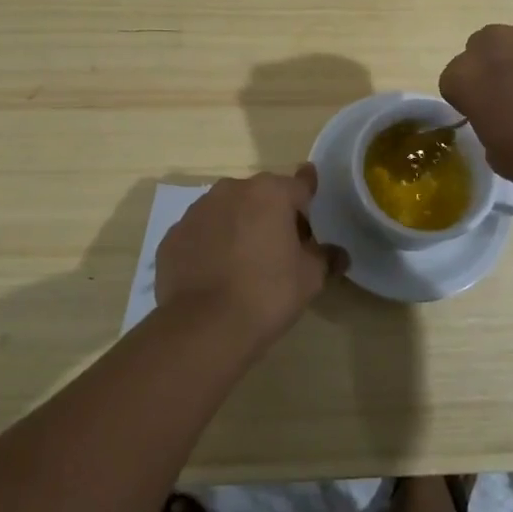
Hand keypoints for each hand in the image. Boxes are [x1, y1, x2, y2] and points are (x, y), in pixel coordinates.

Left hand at [154, 166, 343, 349]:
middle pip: (261, 196)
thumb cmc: (267, 294)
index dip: (309, 200)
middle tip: (282, 249)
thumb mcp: (310, 278)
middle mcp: (231, 190)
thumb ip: (325, 257)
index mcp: (269, 192)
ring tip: (245, 263)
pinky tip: (216, 274)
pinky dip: (211, 245)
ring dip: (239, 226)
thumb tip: (339, 254)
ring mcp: (197, 211)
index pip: (300, 185)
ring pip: (228, 211)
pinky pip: (202, 233)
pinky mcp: (173, 235)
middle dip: (272, 215)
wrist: (203, 326)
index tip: (312, 211)